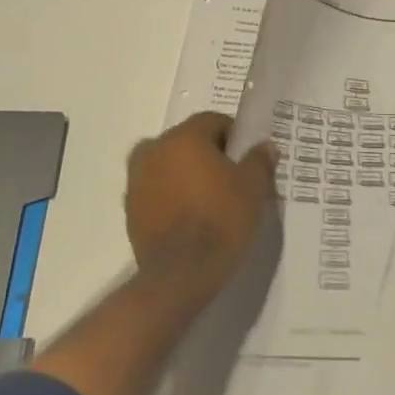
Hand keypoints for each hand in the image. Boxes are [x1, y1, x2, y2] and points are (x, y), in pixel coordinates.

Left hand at [124, 112, 277, 307]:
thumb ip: (259, 160)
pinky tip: (190, 215)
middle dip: (208, 153)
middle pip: (187, 140)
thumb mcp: (253, 187)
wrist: (182, 273)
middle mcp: (154, 150)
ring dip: (186, 173)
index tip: (247, 157)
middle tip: (231, 177)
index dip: (234, 136)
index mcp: (184, 137)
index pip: (212, 121)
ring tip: (209, 197)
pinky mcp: (129, 209)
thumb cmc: (222, 219)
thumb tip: (264, 146)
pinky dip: (171, 195)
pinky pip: (156, 189)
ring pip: (168, 164)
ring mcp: (137, 180)